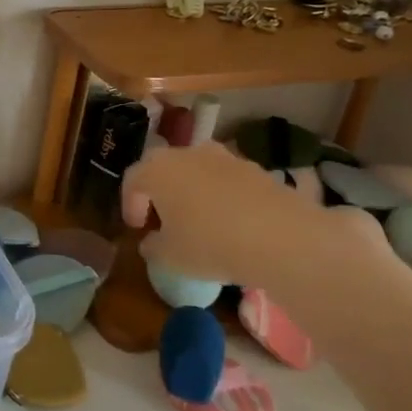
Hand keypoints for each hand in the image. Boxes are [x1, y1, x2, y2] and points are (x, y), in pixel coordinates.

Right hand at [123, 142, 358, 284]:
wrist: (280, 238)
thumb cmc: (209, 244)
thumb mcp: (170, 256)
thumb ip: (153, 247)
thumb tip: (151, 243)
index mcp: (157, 169)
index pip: (132, 180)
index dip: (130, 204)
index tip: (137, 228)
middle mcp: (187, 154)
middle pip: (165, 169)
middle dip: (160, 193)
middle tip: (163, 220)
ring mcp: (225, 158)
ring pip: (198, 171)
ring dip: (193, 191)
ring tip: (200, 221)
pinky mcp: (257, 169)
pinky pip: (228, 181)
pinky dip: (223, 196)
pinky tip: (232, 223)